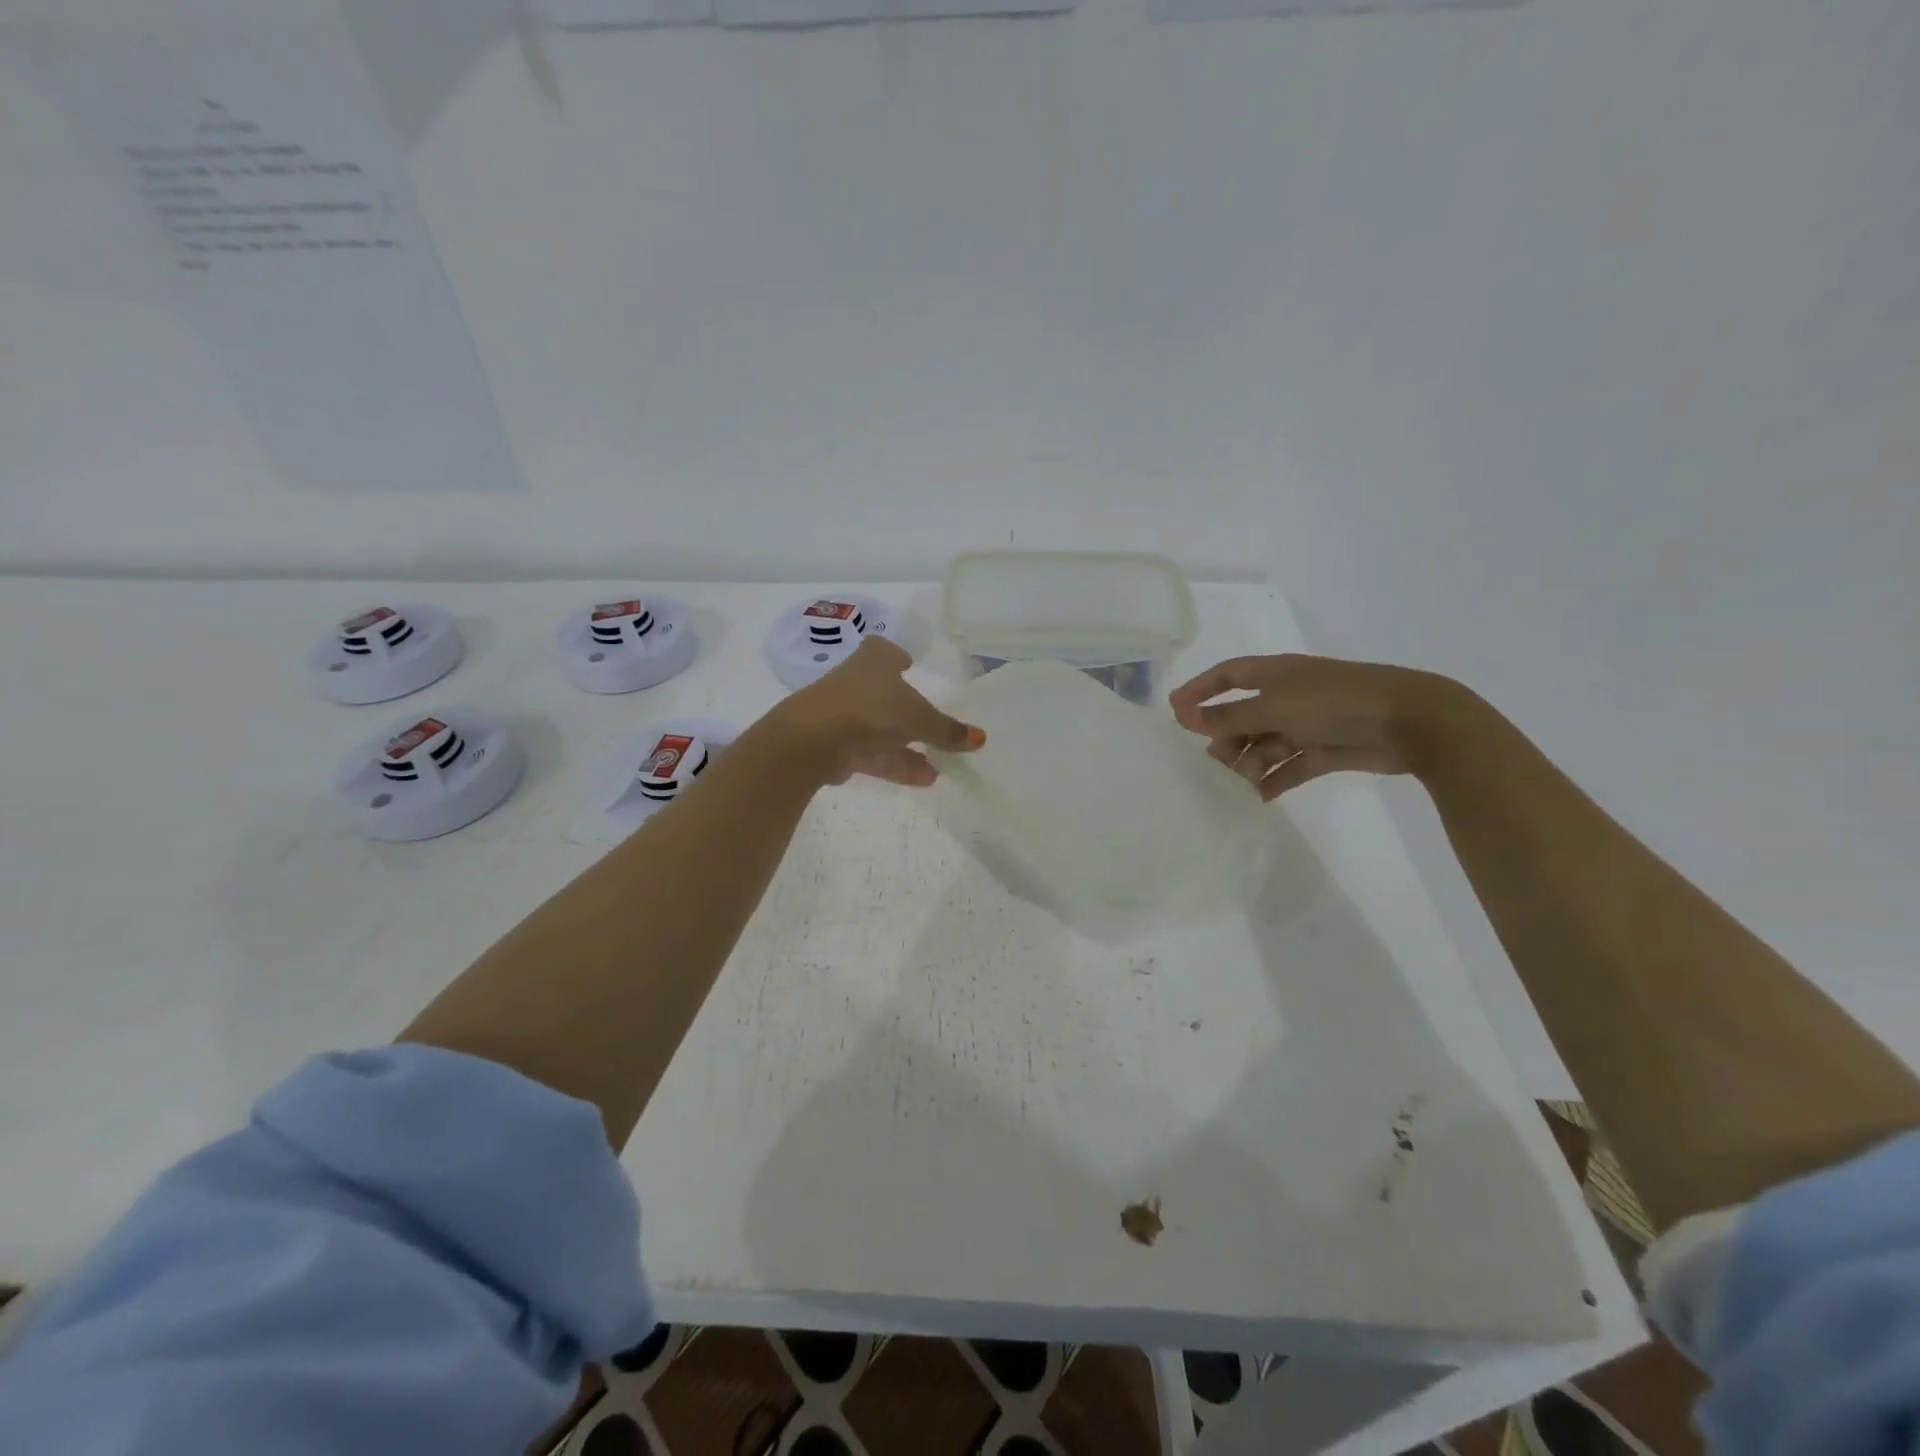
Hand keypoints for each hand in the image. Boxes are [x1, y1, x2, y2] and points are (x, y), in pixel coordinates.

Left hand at [767, 638, 984, 787]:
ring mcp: (844, 714)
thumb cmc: (872, 709)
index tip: (908, 663)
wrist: (814, 739)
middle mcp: (856, 682)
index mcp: (874, 660)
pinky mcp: (837, 746)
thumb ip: (948, 729)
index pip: (884, 651)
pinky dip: (897, 763)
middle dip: (909, 711)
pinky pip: (873, 753)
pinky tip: (925, 778)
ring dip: (909, 746)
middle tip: (933, 723)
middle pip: (886, 694)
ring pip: (881, 728)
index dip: (897, 657)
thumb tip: (980, 738)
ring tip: (940, 766)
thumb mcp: (919, 718)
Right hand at [1168, 654, 1472, 799]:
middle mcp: (1288, 695)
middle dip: (1224, 738)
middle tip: (1210, 764)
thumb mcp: (1274, 707)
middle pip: (1243, 716)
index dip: (1199, 690)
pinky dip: (1273, 781)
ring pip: (1265, 744)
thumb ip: (1228, 716)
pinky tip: (1255, 799)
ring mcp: (1308, 723)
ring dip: (1248, 764)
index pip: (1227, 675)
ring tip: (1233, 788)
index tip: (1173, 712)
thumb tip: (1183, 716)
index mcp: (1276, 673)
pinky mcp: (1326, 750)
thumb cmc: (1334, 702)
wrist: (1410, 722)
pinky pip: (1289, 766)